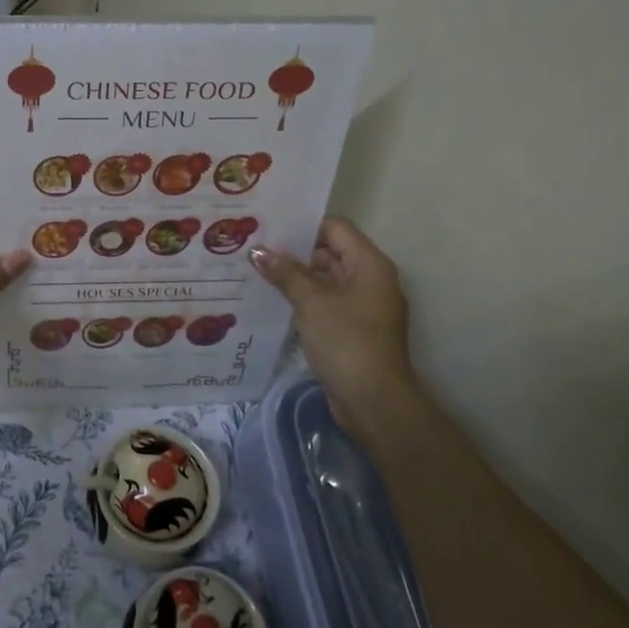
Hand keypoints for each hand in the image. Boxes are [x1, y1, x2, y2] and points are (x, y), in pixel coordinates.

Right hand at [251, 217, 414, 437]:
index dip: (303, 226)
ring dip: (295, 277)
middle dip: (294, 252)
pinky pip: (326, 303)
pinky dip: (303, 300)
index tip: (269, 228)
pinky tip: (273, 300)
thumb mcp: (311, 302)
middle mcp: (370, 279)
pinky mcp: (353, 328)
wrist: (373, 401)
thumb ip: (285, 273)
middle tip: (255, 248)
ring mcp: (363, 305)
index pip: (335, 228)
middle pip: (330, 252)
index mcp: (369, 264)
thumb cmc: (346, 341)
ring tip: (255, 271)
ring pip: (325, 279)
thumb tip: (258, 251)